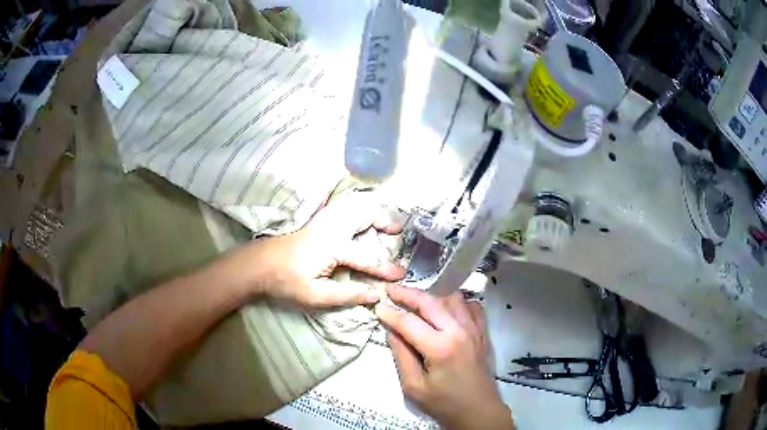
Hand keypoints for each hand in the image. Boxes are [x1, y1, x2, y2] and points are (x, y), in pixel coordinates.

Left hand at [252, 193, 406, 307]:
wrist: (259, 263)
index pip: (368, 258)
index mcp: (333, 247)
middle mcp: (332, 227)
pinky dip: (359, 208)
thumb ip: (347, 294)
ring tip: (385, 223)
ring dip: (373, 212)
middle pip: (366, 215)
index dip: (386, 268)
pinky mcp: (317, 218)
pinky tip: (361, 217)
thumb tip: (376, 294)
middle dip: (386, 220)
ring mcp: (324, 219)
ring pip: (355, 205)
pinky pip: (344, 206)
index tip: (402, 275)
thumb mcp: (316, 295)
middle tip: (399, 232)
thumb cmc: (286, 281)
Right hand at [376, 285, 513, 429]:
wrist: (478, 410)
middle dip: (408, 293)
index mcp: (440, 347)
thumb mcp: (414, 386)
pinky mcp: (483, 332)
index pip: (409, 322)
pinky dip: (457, 304)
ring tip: (418, 304)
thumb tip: (392, 332)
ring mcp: (474, 329)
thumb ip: (401, 356)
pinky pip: (471, 306)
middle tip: (391, 291)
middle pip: (430, 302)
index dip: (390, 313)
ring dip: (433, 298)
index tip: (377, 306)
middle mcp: (458, 331)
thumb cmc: (444, 403)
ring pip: (452, 298)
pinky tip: (447, 312)